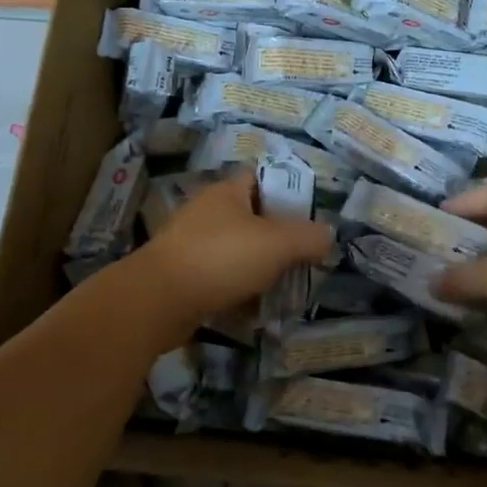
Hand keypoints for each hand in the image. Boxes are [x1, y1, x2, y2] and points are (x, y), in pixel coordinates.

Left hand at [128, 172, 332, 323]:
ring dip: (258, 267)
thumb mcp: (277, 244)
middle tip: (303, 257)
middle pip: (251, 217)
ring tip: (284, 285)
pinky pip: (220, 277)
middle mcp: (207, 211)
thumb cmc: (221, 258)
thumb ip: (309, 237)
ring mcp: (191, 243)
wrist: (158, 300)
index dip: (286, 191)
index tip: (310, 215)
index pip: (260, 177)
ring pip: (236, 250)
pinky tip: (254, 308)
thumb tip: (328, 236)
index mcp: (226, 191)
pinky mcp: (182, 275)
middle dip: (277, 237)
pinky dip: (238, 290)